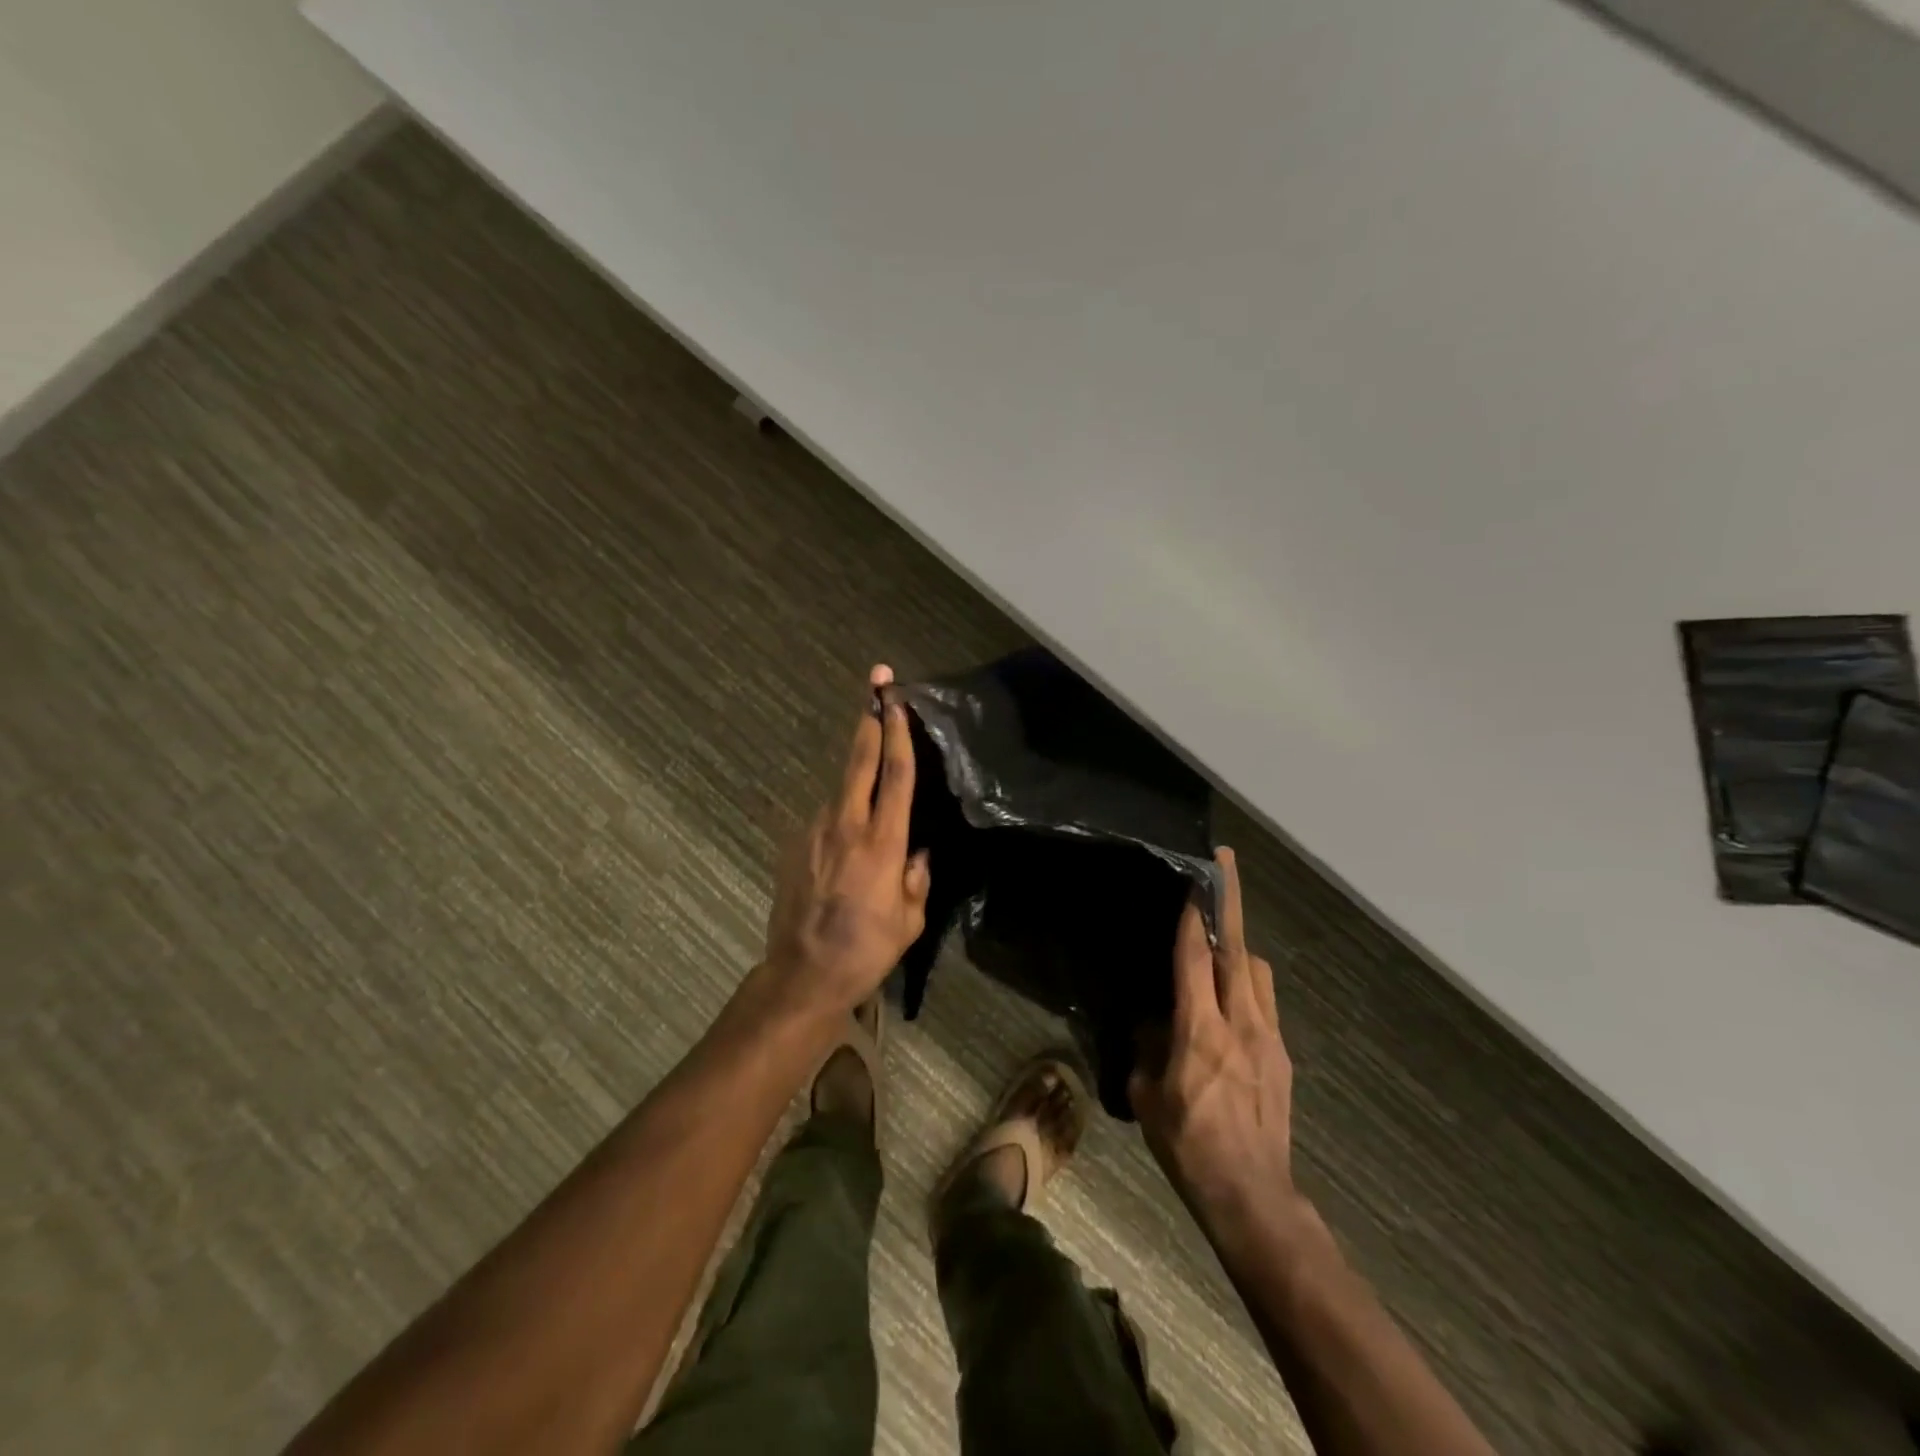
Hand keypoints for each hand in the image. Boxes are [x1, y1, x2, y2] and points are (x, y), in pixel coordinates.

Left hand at [763, 665, 931, 1017]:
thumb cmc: (866, 950)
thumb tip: (916, 852)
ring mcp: (815, 832)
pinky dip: (840, 816)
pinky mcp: (795, 846)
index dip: (898, 732)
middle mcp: (846, 825)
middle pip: (860, 760)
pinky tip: (846, 846)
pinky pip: (826, 820)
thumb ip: (917, 878)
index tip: (896, 699)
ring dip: (856, 777)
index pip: (895, 774)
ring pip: (841, 790)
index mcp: (882, 841)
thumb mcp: (910, 920)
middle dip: (869, 720)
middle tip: (875, 686)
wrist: (803, 974)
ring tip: (870, 787)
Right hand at [1131, 847, 1303, 1244]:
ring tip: (1218, 937)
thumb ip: (1146, 1048)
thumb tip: (1151, 1021)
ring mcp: (1268, 1036)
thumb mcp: (1148, 1096)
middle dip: (1229, 901)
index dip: (1194, 914)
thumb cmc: (1189, 1145)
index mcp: (1200, 1031)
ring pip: (1256, 970)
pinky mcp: (1281, 1054)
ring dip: (1238, 945)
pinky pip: (1265, 1000)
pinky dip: (1246, 982)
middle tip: (1225, 863)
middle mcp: (1240, 1022)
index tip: (1195, 876)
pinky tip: (1230, 997)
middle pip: (1237, 948)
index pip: (1196, 957)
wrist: (1252, 1194)